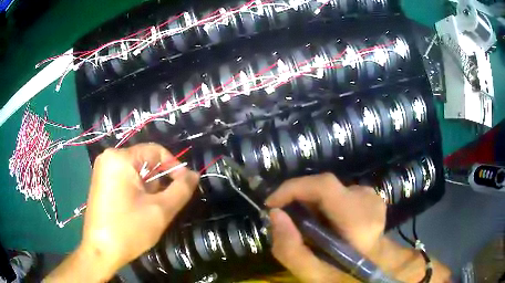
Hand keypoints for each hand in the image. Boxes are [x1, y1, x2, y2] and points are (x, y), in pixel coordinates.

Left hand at [46, 143, 198, 281]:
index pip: (156, 151)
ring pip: (136, 172)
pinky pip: (126, 179)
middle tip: (163, 205)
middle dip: (158, 182)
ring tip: (149, 210)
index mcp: (120, 158)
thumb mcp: (160, 211)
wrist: (100, 251)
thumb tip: (194, 174)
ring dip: (149, 189)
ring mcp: (103, 170)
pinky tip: (137, 210)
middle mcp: (109, 157)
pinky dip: (137, 191)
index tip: (185, 186)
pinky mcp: (101, 182)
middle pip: (145, 162)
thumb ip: (181, 189)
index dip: (174, 167)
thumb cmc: (128, 230)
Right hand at [266, 173, 385, 281]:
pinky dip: (324, 206)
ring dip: (311, 205)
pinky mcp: (370, 195)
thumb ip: (290, 249)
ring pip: (330, 191)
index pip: (325, 186)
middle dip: (298, 200)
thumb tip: (275, 215)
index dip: (293, 188)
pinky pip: (338, 194)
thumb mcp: (314, 275)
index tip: (271, 204)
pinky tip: (327, 224)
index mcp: (359, 221)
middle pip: (323, 187)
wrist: (377, 267)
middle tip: (287, 223)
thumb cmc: (347, 276)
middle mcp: (368, 201)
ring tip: (308, 228)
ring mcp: (371, 196)